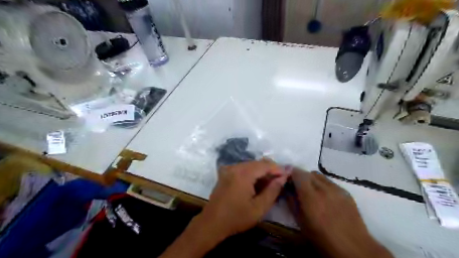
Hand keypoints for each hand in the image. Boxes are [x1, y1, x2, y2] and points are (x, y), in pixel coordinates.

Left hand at [159, 159, 285, 257]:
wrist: (212, 222)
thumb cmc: (237, 217)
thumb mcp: (259, 208)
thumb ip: (272, 190)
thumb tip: (283, 177)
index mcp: (243, 173)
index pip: (265, 164)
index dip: (278, 168)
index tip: (287, 176)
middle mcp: (235, 167)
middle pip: (257, 163)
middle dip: (270, 169)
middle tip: (279, 181)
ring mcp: (229, 169)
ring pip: (250, 165)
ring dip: (261, 171)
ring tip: (269, 183)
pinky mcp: (226, 173)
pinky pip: (243, 168)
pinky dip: (252, 173)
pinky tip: (256, 183)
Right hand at [288, 169, 391, 257]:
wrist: (353, 248)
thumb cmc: (322, 238)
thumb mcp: (300, 221)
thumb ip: (291, 201)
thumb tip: (286, 189)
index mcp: (310, 196)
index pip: (298, 173)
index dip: (291, 174)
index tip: (287, 180)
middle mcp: (323, 188)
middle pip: (307, 173)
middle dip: (300, 177)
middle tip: (298, 187)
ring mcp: (336, 188)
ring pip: (319, 175)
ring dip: (311, 179)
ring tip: (311, 191)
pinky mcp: (346, 192)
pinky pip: (330, 182)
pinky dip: (323, 184)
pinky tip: (324, 196)